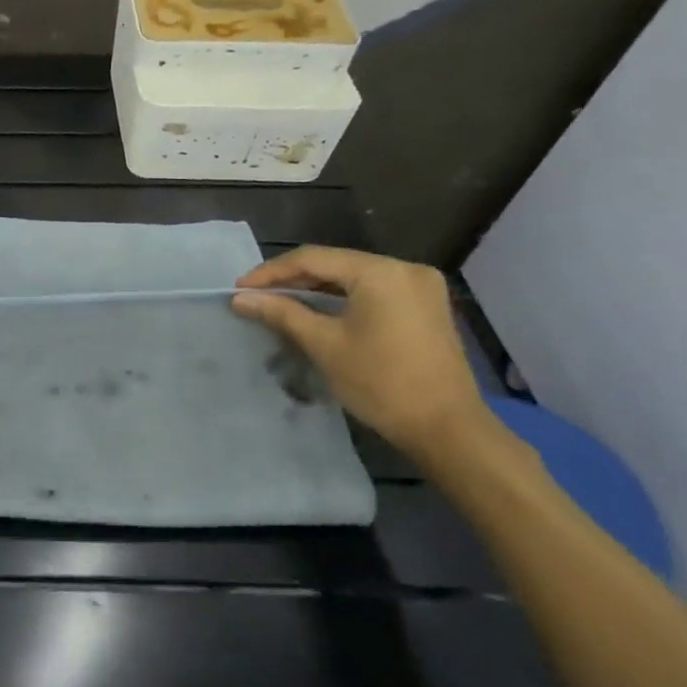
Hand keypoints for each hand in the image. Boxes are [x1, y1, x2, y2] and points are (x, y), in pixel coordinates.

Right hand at [232, 246, 486, 455]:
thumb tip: (241, 299)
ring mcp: (420, 287)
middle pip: (335, 264)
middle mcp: (404, 268)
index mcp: (380, 272)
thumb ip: (281, 313)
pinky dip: (342, 299)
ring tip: (280, 303)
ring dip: (316, 289)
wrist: (446, 428)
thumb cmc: (380, 382)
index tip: (240, 289)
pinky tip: (318, 311)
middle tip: (256, 296)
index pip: (313, 258)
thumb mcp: (324, 345)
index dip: (271, 272)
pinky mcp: (425, 306)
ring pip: (353, 277)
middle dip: (293, 279)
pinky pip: (372, 290)